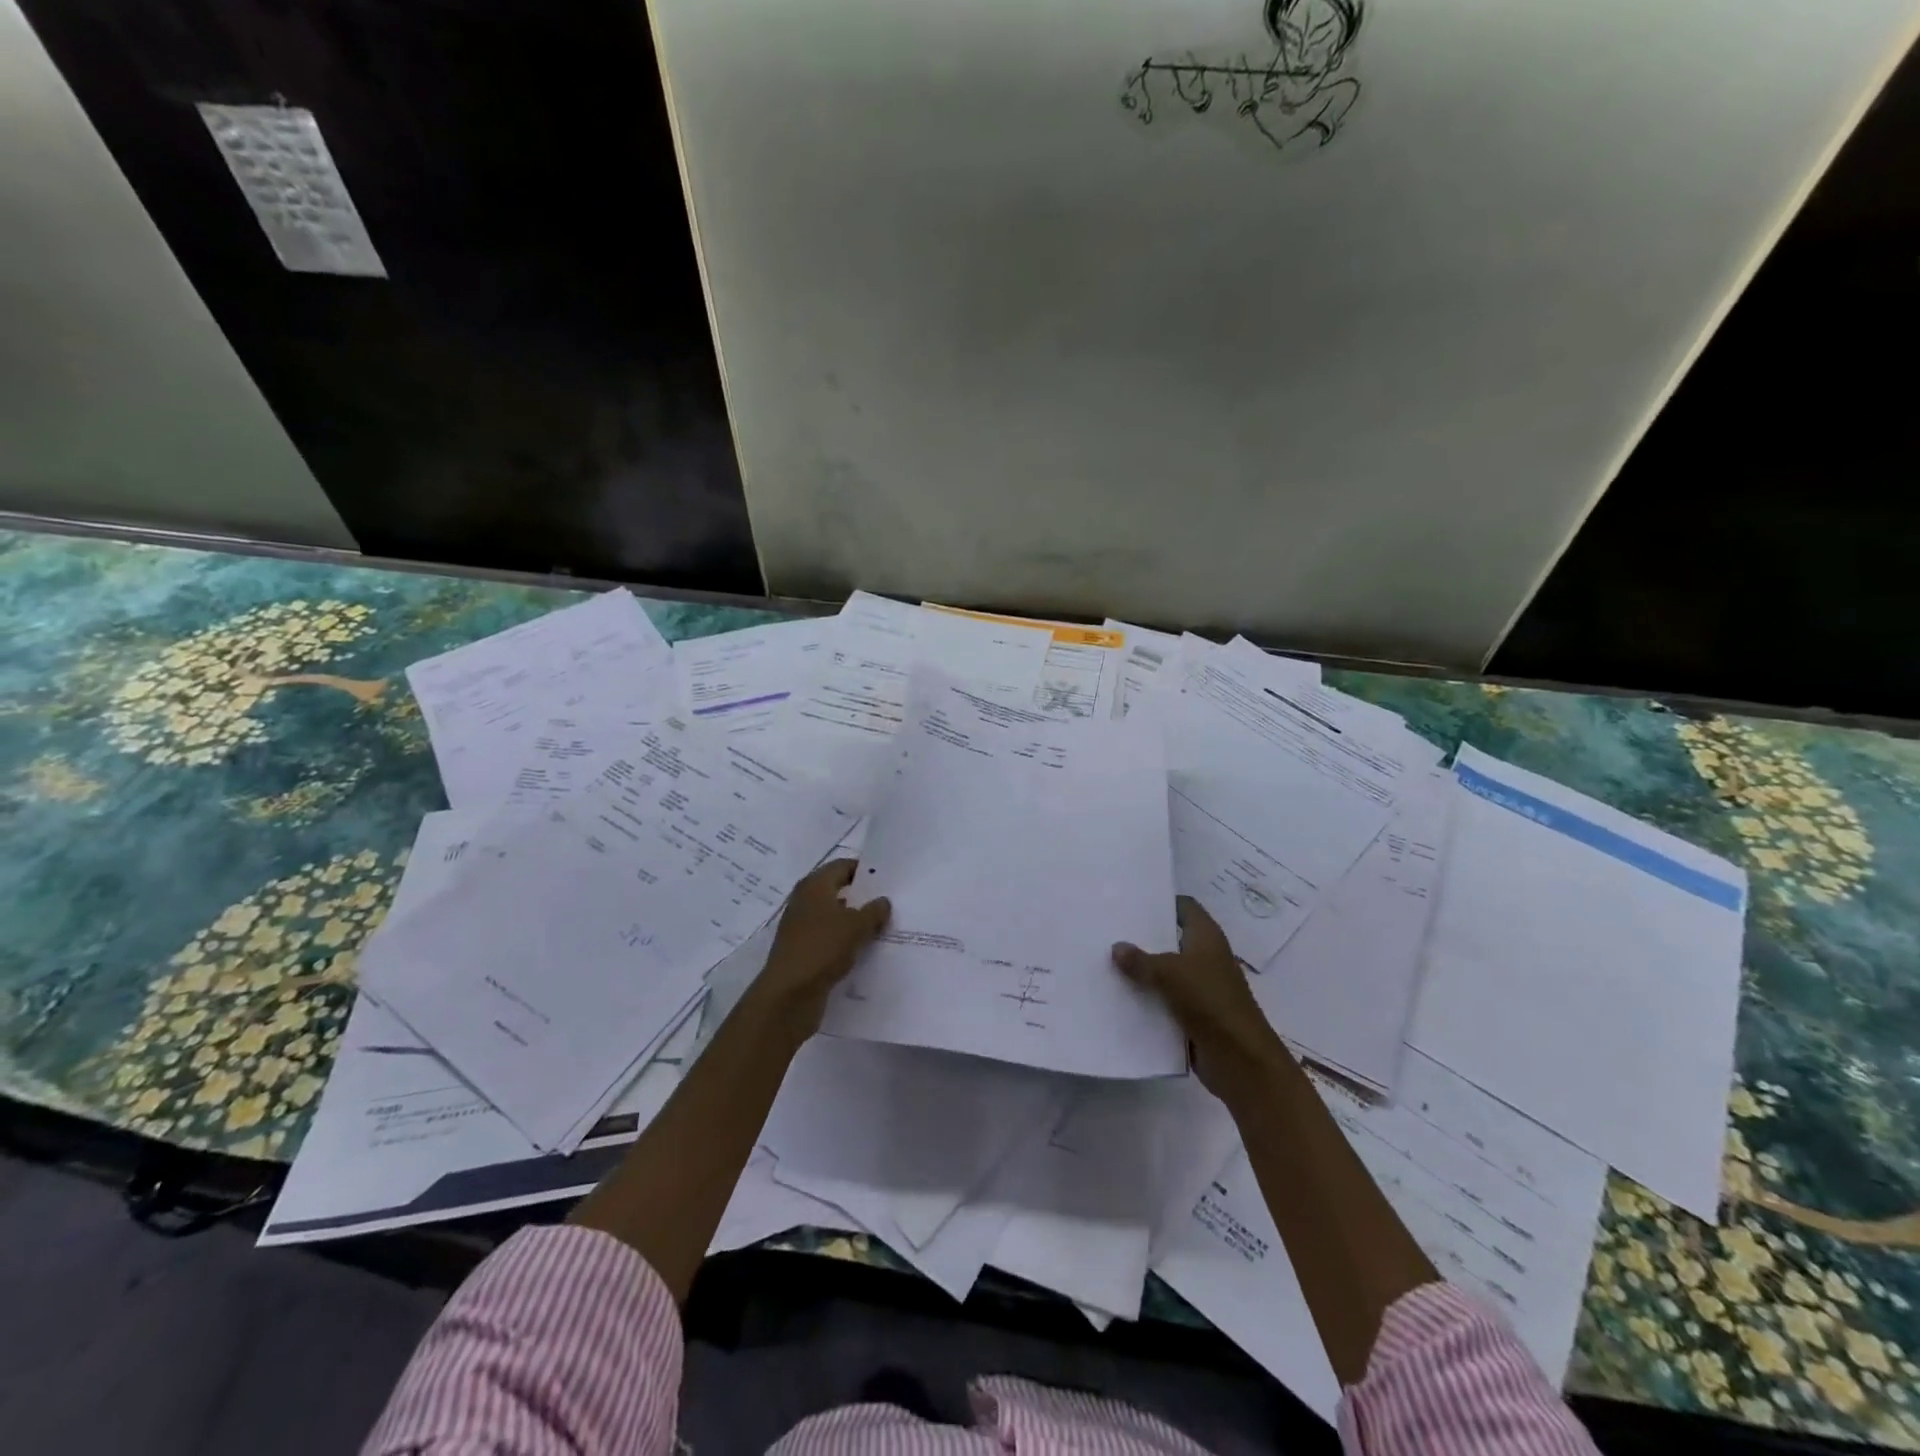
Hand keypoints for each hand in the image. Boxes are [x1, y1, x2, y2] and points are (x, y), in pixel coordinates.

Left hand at [751, 859, 890, 1035]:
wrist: (788, 995)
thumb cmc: (822, 948)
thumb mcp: (856, 926)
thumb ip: (873, 911)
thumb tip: (883, 901)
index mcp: (814, 886)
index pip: (842, 866)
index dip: (865, 870)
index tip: (888, 879)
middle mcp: (805, 902)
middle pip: (838, 890)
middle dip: (863, 897)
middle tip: (891, 902)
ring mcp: (802, 928)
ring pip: (835, 917)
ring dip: (856, 921)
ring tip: (885, 927)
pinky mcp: (803, 951)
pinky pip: (830, 939)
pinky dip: (846, 941)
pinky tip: (866, 950)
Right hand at [1113, 895, 1288, 1096]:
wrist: (1241, 1061)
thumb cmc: (1211, 1002)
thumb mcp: (1170, 974)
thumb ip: (1141, 960)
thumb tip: (1116, 947)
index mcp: (1206, 938)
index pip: (1184, 907)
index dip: (1161, 901)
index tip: (1129, 901)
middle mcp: (1204, 958)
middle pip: (1170, 939)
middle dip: (1142, 937)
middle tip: (1106, 930)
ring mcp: (1199, 988)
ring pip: (1164, 973)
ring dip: (1140, 971)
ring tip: (1103, 961)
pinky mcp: (1192, 1015)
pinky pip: (1163, 1001)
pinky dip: (1145, 1000)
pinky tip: (1116, 996)